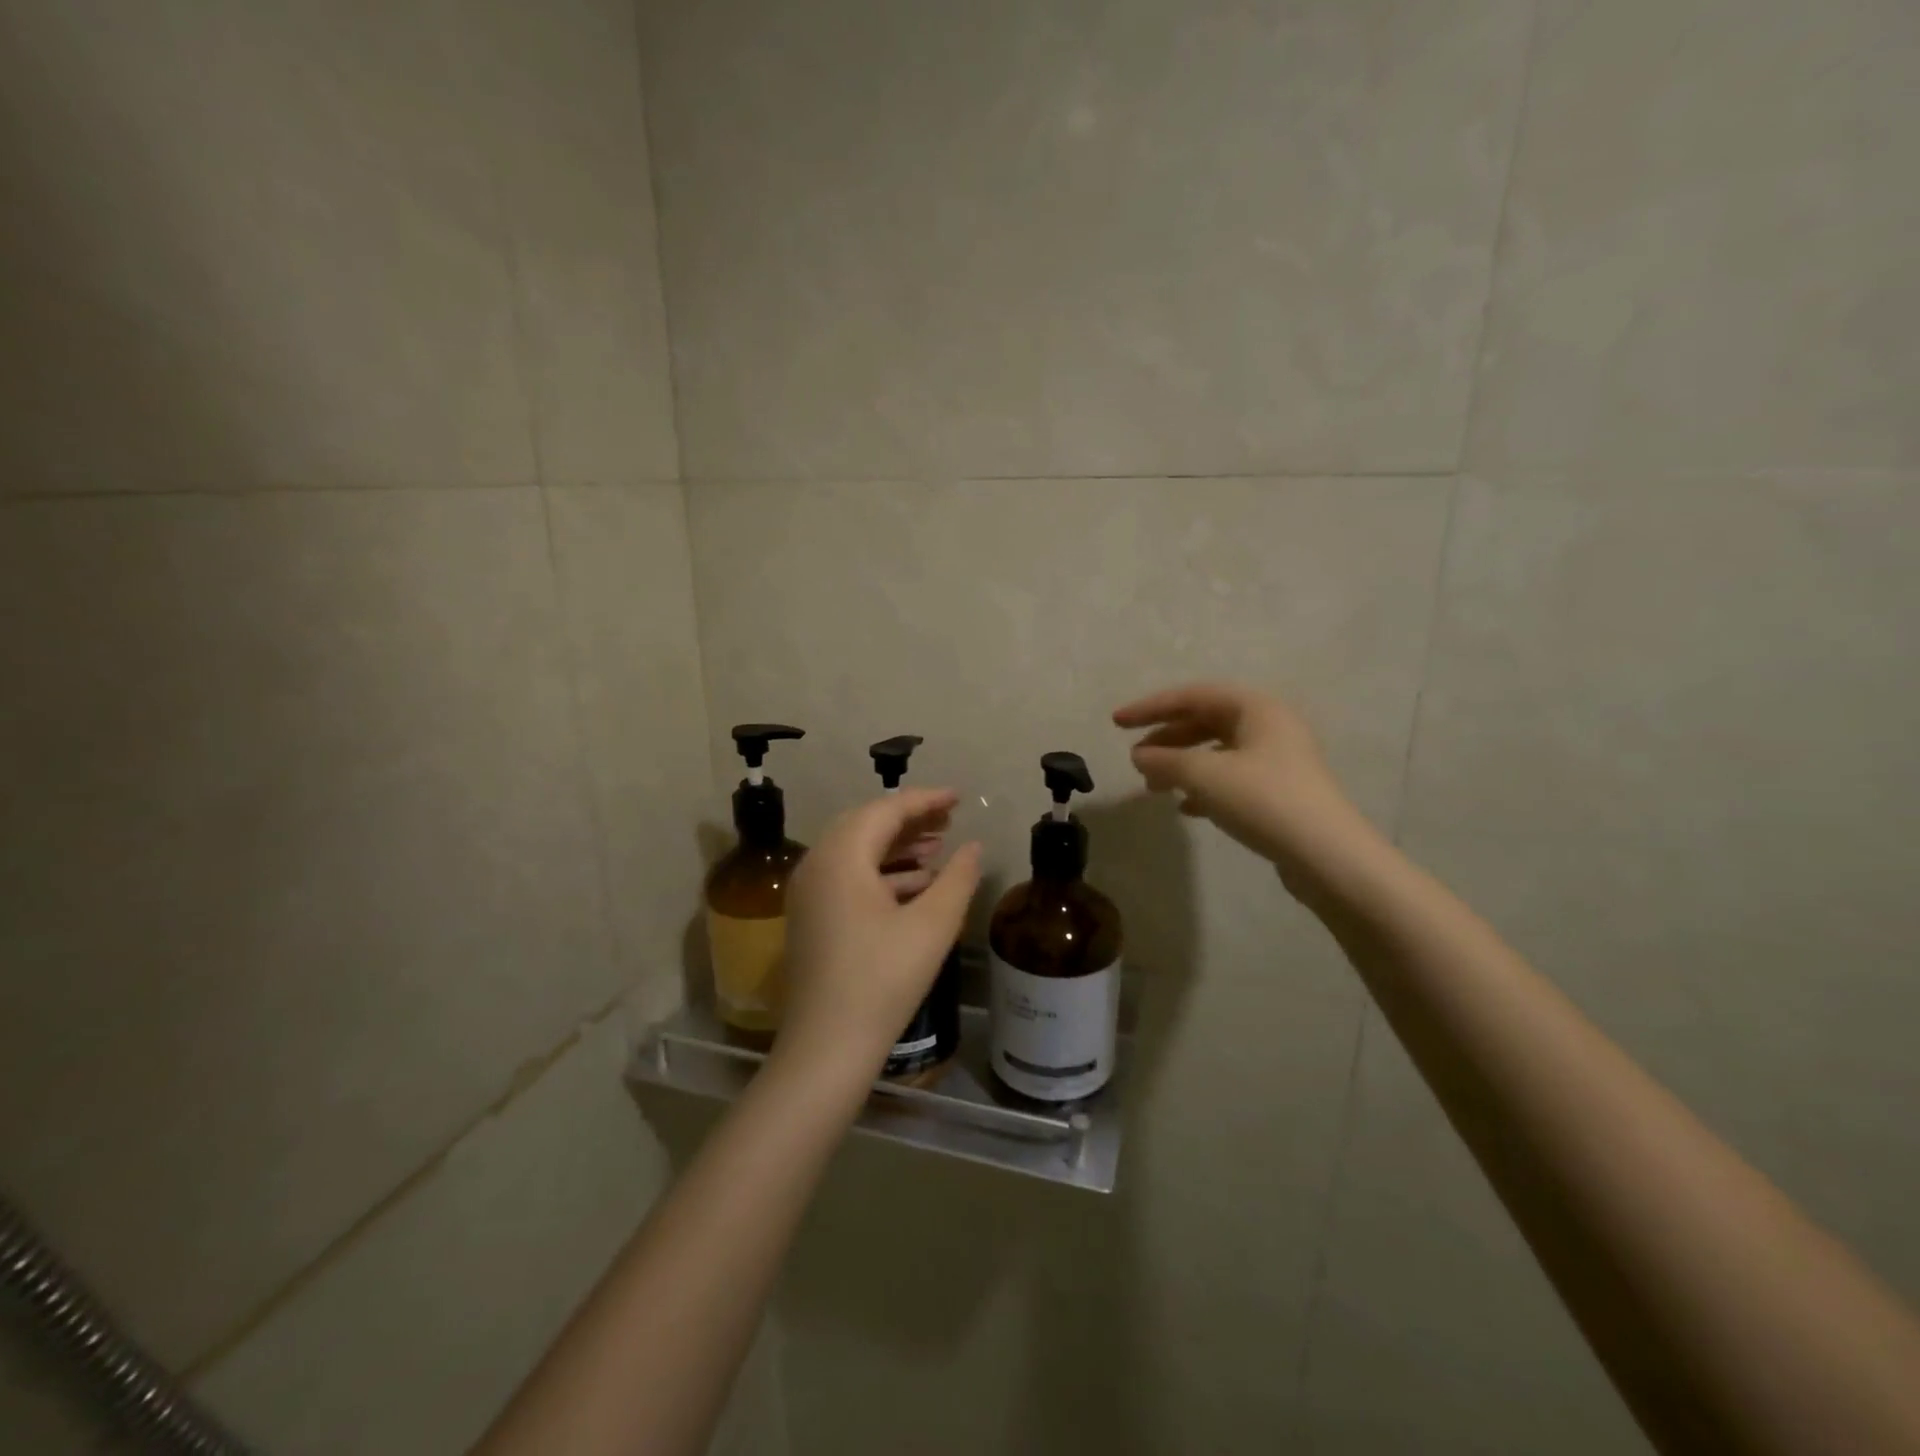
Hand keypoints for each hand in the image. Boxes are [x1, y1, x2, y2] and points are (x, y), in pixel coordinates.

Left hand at [779, 788, 982, 1077]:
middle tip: (949, 819)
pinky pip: (848, 876)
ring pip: (856, 851)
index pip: (886, 810)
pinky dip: (882, 872)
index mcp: (841, 856)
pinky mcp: (812, 916)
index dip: (926, 800)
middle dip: (910, 819)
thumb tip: (972, 847)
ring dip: (897, 846)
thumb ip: (958, 878)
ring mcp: (809, 892)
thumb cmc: (883, 980)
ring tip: (938, 848)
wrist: (827, 1048)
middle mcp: (817, 864)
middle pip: (867, 825)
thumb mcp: (932, 926)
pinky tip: (916, 885)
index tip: (958, 797)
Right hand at [1113, 682, 1360, 870]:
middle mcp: (1270, 726)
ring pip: (1216, 752)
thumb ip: (1165, 760)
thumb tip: (1138, 755)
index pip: (1192, 695)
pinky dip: (1203, 787)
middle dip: (1166, 739)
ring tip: (1153, 786)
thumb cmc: (1263, 801)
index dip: (1150, 707)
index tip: (1117, 722)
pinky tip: (1186, 808)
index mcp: (1256, 708)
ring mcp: (1277, 760)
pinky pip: (1231, 778)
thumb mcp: (1205, 775)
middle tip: (1135, 758)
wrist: (1327, 856)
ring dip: (1181, 765)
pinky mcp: (1279, 791)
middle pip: (1205, 721)